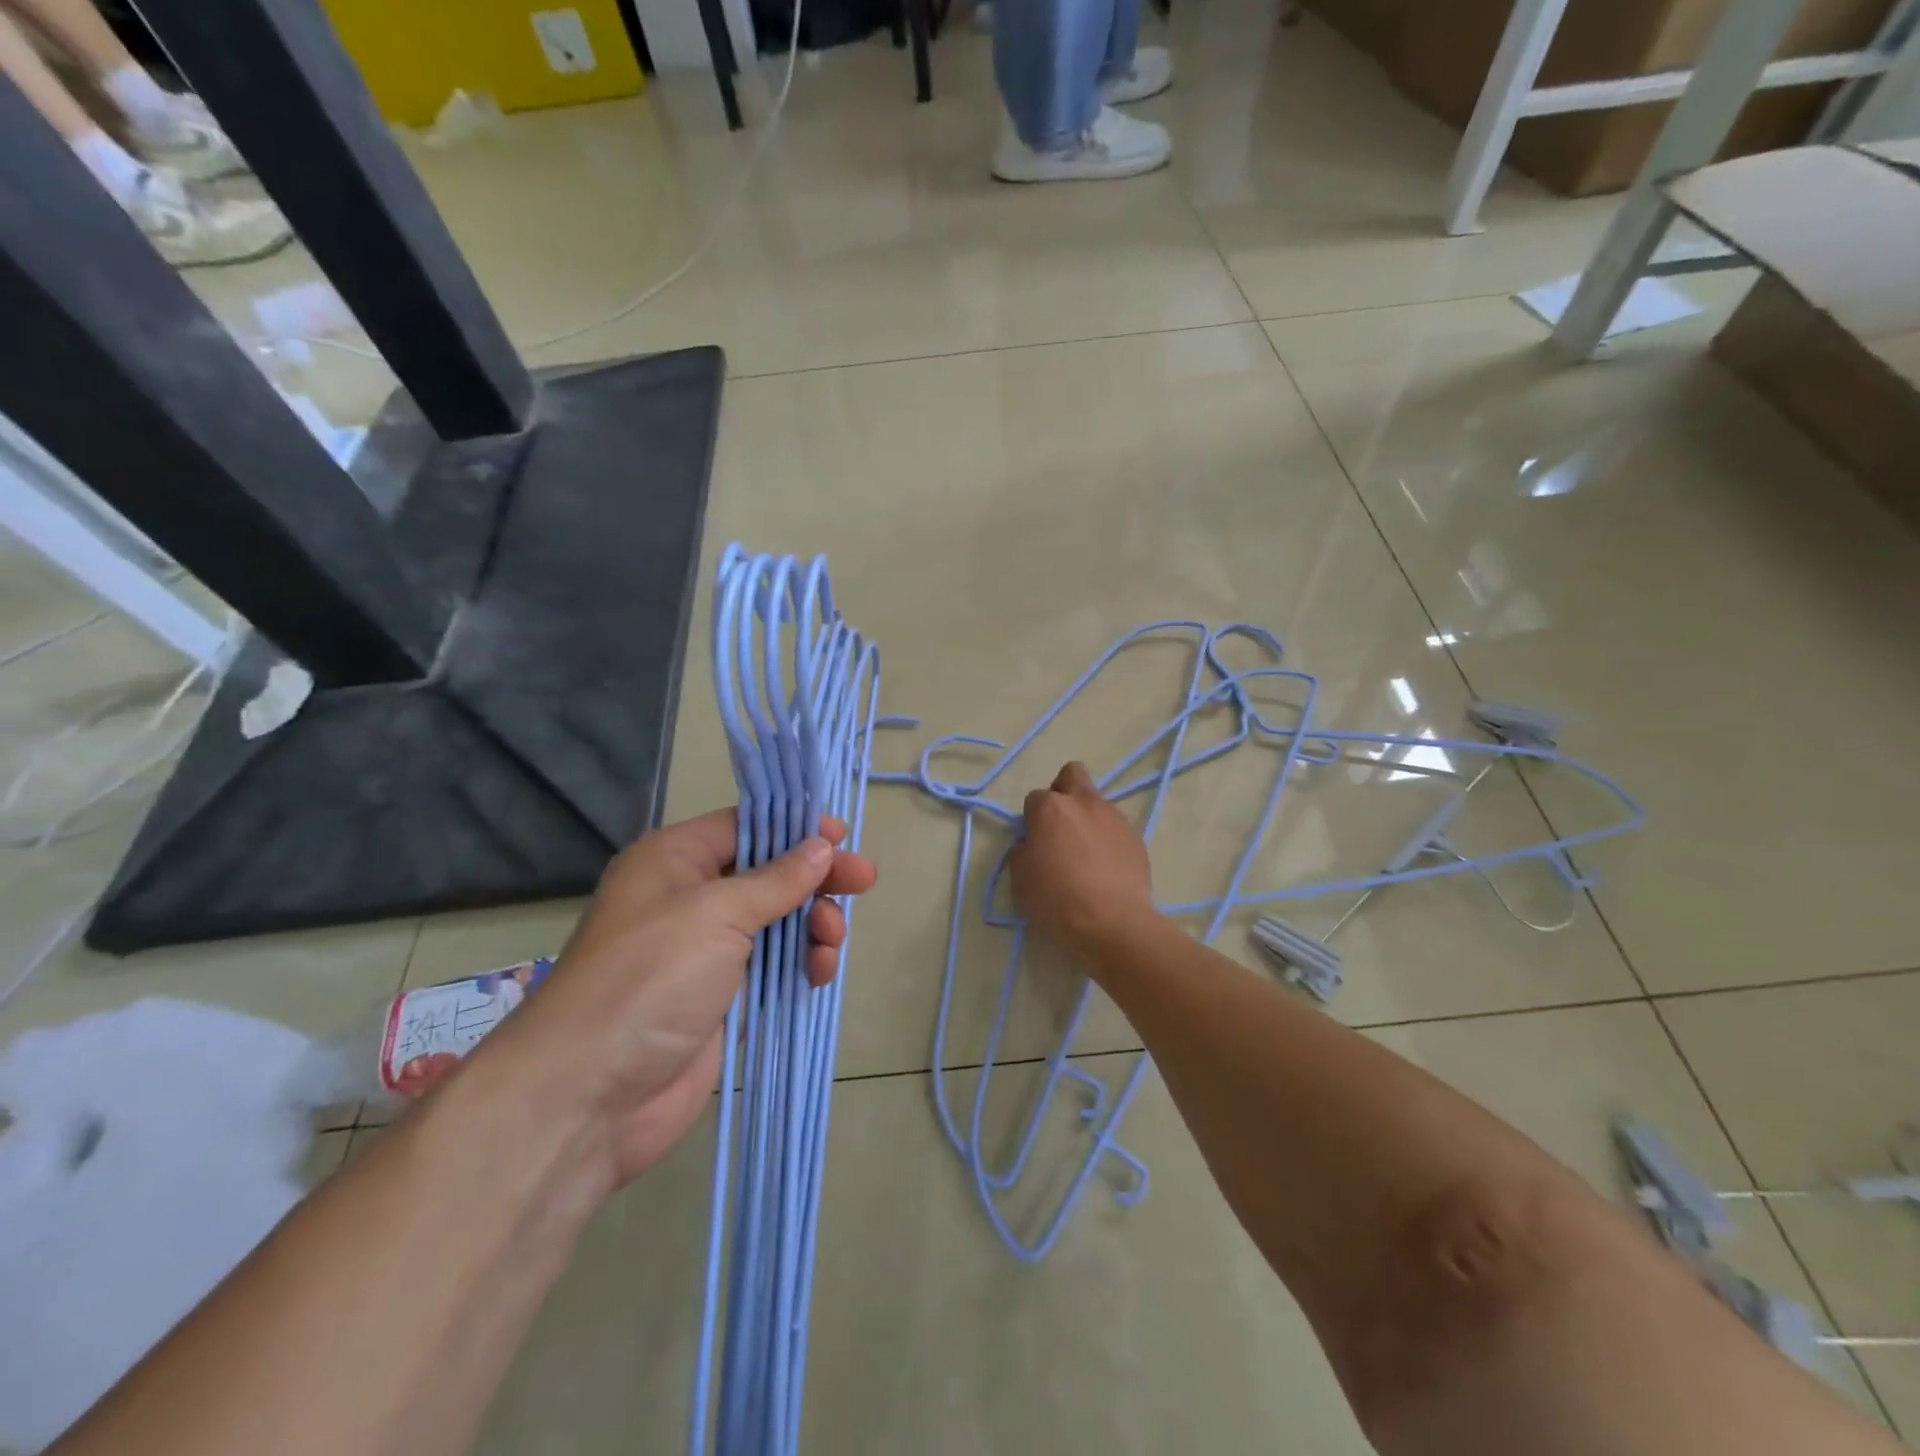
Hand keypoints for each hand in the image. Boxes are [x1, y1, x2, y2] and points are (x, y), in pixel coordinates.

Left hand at [478, 808, 876, 1187]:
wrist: (589, 1096)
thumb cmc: (650, 979)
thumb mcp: (717, 914)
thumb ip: (777, 880)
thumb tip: (822, 846)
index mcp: (674, 861)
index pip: (745, 826)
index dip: (795, 828)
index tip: (842, 837)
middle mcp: (689, 898)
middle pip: (767, 873)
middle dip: (814, 880)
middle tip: (862, 885)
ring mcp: (704, 951)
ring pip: (776, 921)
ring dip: (811, 926)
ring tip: (830, 944)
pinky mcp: (720, 997)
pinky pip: (773, 966)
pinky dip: (800, 964)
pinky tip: (819, 973)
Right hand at [1011, 762, 1155, 948]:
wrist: (1112, 923)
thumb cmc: (1056, 899)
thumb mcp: (1020, 877)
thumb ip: (1023, 850)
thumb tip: (1033, 844)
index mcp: (1051, 808)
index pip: (1035, 798)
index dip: (1032, 819)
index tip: (1034, 842)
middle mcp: (1084, 802)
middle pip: (1072, 775)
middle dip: (1064, 792)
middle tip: (1060, 827)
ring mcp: (1115, 818)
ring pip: (1098, 804)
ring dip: (1088, 819)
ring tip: (1087, 856)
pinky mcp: (1137, 838)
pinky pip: (1116, 829)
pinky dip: (1108, 841)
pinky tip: (1106, 869)